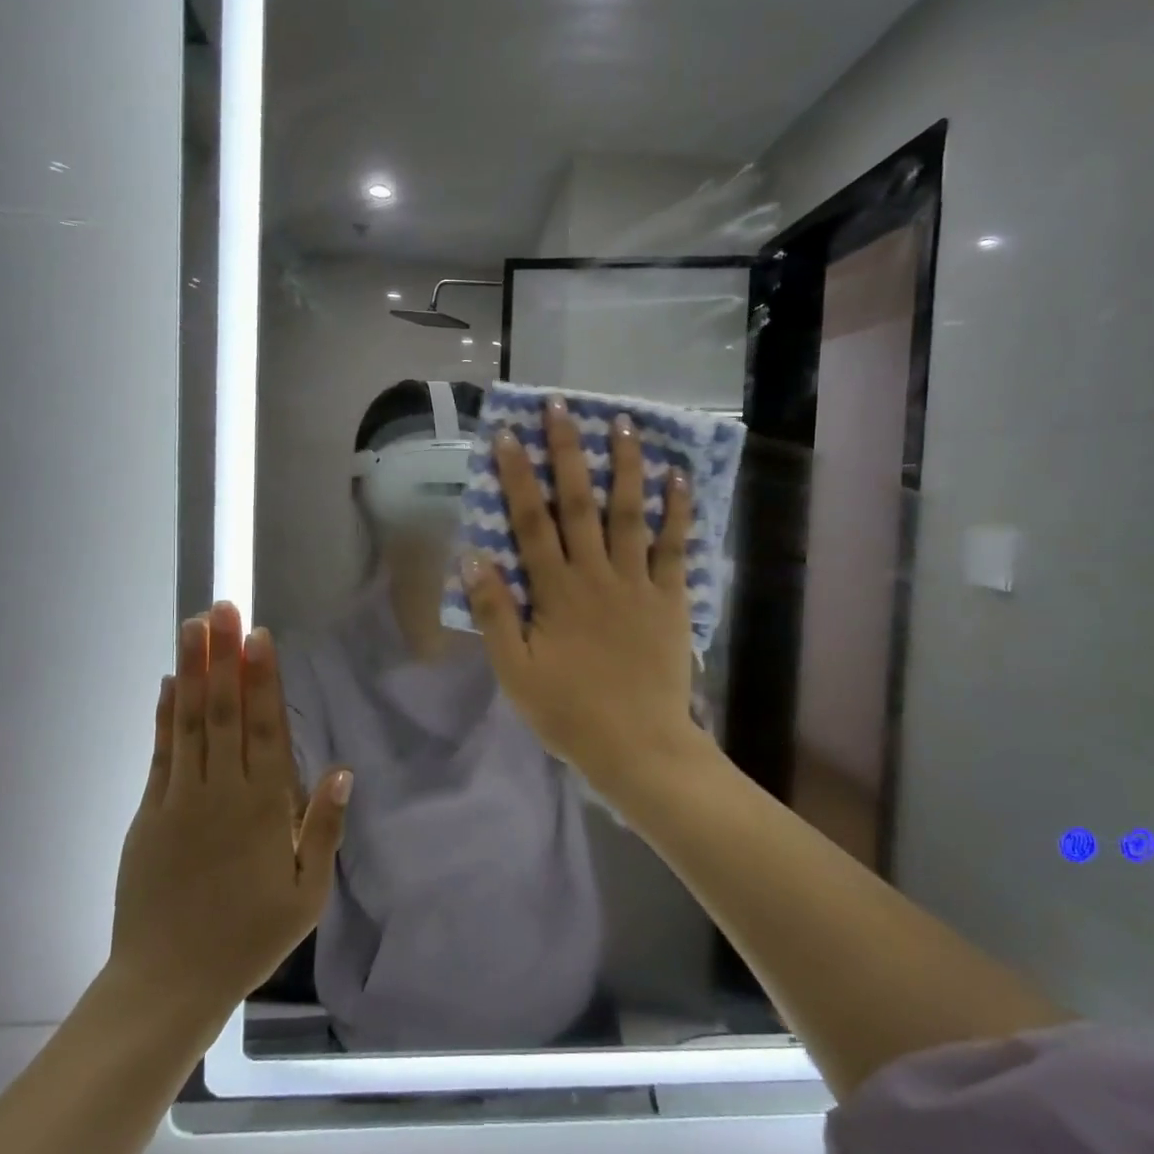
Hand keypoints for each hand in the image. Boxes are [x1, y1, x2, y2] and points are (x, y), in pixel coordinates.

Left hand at [106, 602, 349, 1017]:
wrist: (167, 983)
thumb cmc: (249, 938)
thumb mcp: (306, 893)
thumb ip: (323, 828)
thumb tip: (340, 769)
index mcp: (264, 808)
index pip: (266, 729)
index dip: (263, 679)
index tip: (258, 636)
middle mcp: (222, 792)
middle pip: (225, 712)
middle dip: (223, 657)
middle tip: (220, 608)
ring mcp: (180, 800)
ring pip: (190, 723)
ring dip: (193, 672)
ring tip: (193, 627)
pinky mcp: (148, 815)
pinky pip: (160, 755)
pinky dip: (164, 716)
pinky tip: (170, 684)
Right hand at [462, 397, 699, 783]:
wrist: (638, 745)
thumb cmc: (568, 712)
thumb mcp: (515, 671)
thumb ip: (495, 613)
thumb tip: (473, 557)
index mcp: (555, 591)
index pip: (531, 522)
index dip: (518, 476)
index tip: (507, 435)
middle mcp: (596, 574)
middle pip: (580, 503)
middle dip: (568, 451)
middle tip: (561, 407)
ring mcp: (638, 583)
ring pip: (630, 513)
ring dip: (626, 465)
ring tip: (624, 422)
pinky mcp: (671, 598)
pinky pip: (675, 546)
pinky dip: (678, 511)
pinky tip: (680, 478)